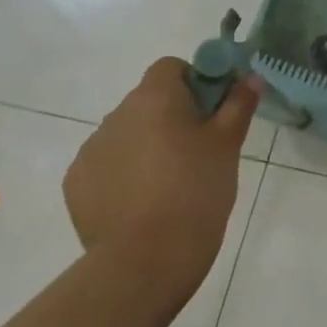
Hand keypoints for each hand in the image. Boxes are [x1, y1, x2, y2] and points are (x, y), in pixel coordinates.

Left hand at [62, 59, 259, 307]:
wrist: (147, 259)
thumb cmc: (197, 190)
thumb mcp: (228, 145)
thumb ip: (239, 105)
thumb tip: (250, 77)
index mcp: (153, 98)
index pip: (171, 67)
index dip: (195, 82)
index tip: (213, 112)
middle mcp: (116, 115)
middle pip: (148, 101)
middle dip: (172, 117)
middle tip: (200, 151)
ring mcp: (91, 150)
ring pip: (128, 134)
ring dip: (147, 145)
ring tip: (171, 184)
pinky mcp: (76, 184)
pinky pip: (107, 165)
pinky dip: (125, 174)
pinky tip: (144, 203)